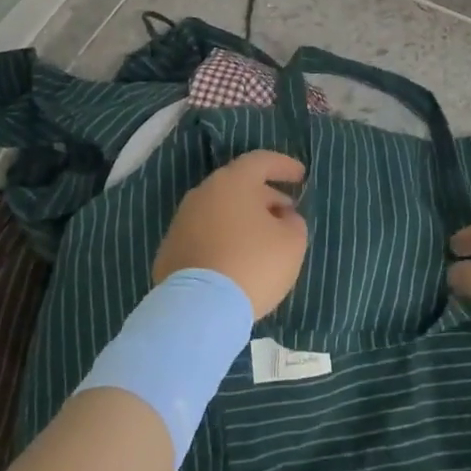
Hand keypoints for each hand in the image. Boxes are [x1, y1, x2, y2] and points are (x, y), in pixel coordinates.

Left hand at [154, 151, 307, 318]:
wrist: (198, 309)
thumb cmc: (253, 264)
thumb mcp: (292, 242)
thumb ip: (293, 222)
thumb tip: (283, 217)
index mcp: (233, 182)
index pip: (261, 161)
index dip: (283, 166)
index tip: (300, 176)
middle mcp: (203, 193)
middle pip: (238, 186)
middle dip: (265, 196)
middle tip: (286, 213)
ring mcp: (182, 222)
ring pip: (220, 211)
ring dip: (243, 219)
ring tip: (262, 240)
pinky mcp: (170, 250)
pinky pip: (205, 236)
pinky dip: (223, 240)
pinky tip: (236, 261)